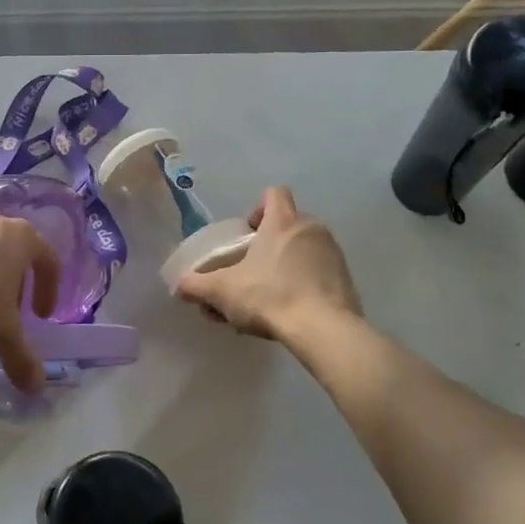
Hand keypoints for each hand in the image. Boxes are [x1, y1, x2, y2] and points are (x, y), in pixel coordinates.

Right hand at [175, 187, 361, 343]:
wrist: (323, 330)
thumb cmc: (269, 296)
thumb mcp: (222, 291)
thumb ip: (197, 286)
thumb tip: (179, 286)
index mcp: (283, 221)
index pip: (274, 194)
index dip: (258, 208)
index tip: (247, 234)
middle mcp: (312, 229)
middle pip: (288, 223)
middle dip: (269, 244)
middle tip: (251, 270)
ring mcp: (333, 253)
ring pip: (304, 249)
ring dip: (286, 265)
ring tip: (268, 296)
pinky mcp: (345, 279)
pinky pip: (320, 273)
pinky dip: (305, 284)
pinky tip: (289, 311)